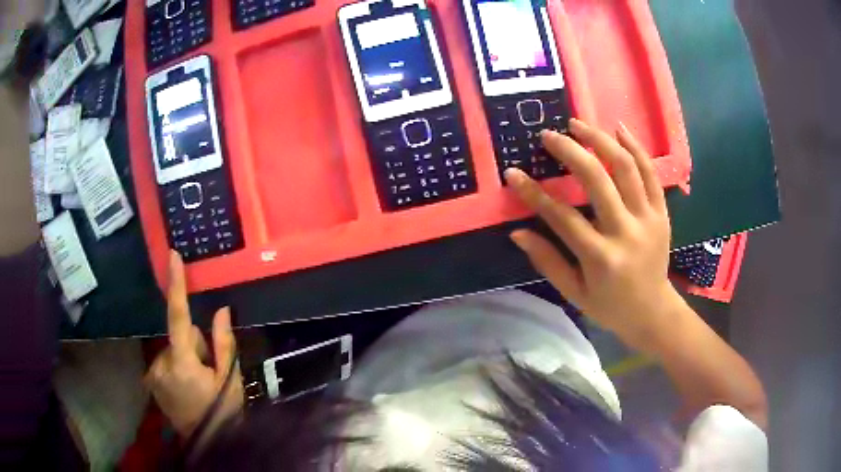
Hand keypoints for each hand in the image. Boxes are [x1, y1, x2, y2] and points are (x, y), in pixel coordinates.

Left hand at [145, 251, 243, 438]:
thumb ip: (224, 343)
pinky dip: (175, 367)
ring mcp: (153, 373)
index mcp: (183, 363)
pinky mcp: (150, 380)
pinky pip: (165, 361)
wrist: (204, 441)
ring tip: (197, 382)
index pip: (178, 317)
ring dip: (184, 358)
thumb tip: (222, 310)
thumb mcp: (229, 379)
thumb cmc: (221, 411)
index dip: (176, 286)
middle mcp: (161, 363)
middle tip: (207, 370)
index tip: (172, 257)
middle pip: (179, 336)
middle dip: (193, 345)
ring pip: (172, 349)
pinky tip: (185, 386)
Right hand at [507, 118, 679, 349]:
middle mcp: (626, 233)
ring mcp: (648, 220)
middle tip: (549, 136)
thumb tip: (518, 233)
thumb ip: (547, 261)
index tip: (513, 174)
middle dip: (570, 152)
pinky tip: (619, 128)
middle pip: (597, 180)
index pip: (562, 217)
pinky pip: (651, 174)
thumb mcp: (574, 293)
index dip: (534, 194)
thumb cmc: (610, 307)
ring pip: (626, 168)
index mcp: (601, 258)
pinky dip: (635, 148)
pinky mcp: (662, 213)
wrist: (653, 313)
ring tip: (578, 124)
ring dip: (600, 140)